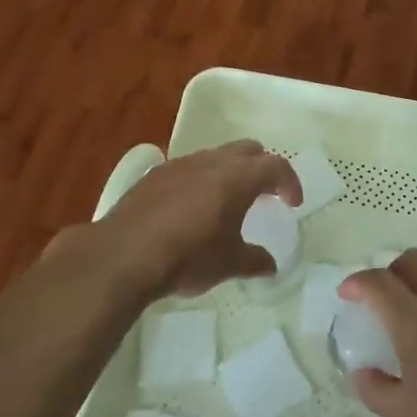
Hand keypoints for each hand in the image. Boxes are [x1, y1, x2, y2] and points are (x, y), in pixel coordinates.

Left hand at [98, 141, 300, 297]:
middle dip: (261, 168)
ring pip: (216, 156)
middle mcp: (212, 161)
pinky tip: (191, 209)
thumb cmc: (188, 257)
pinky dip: (201, 180)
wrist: (124, 255)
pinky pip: (188, 168)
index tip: (292, 203)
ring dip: (229, 172)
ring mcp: (180, 164)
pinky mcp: (154, 175)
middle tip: (264, 195)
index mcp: (238, 177)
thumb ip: (254, 261)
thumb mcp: (228, 264)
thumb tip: (271, 266)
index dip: (290, 182)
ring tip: (227, 202)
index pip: (276, 166)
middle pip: (248, 150)